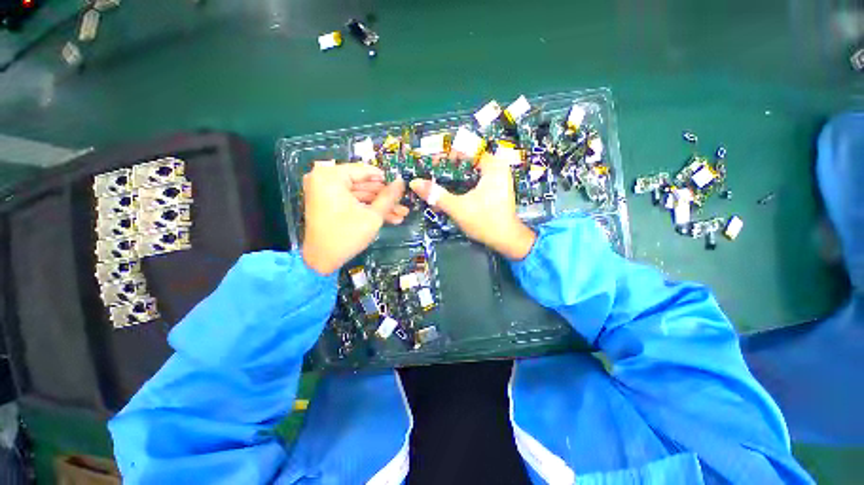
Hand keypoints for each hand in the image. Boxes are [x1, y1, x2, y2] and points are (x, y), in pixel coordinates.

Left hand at [302, 162, 407, 274]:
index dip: (385, 179)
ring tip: (401, 214)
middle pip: (363, 184)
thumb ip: (388, 197)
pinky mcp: (329, 203)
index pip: (364, 171)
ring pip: (360, 195)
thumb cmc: (346, 235)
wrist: (321, 261)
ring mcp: (326, 192)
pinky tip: (389, 218)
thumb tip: (401, 182)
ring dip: (380, 205)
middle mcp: (325, 179)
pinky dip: (368, 209)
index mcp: (331, 176)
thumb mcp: (372, 216)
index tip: (401, 186)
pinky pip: (352, 202)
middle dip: (385, 197)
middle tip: (403, 203)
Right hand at [409, 153, 535, 259]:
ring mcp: (497, 178)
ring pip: (470, 171)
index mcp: (492, 166)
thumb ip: (436, 195)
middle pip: (466, 160)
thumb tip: (414, 183)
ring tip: (437, 185)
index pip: (465, 149)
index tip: (431, 164)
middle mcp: (497, 167)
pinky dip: (461, 185)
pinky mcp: (494, 188)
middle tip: (431, 175)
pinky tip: (450, 194)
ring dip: (453, 177)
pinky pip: (474, 180)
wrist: (507, 240)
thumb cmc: (485, 222)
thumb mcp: (458, 208)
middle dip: (447, 168)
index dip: (446, 155)